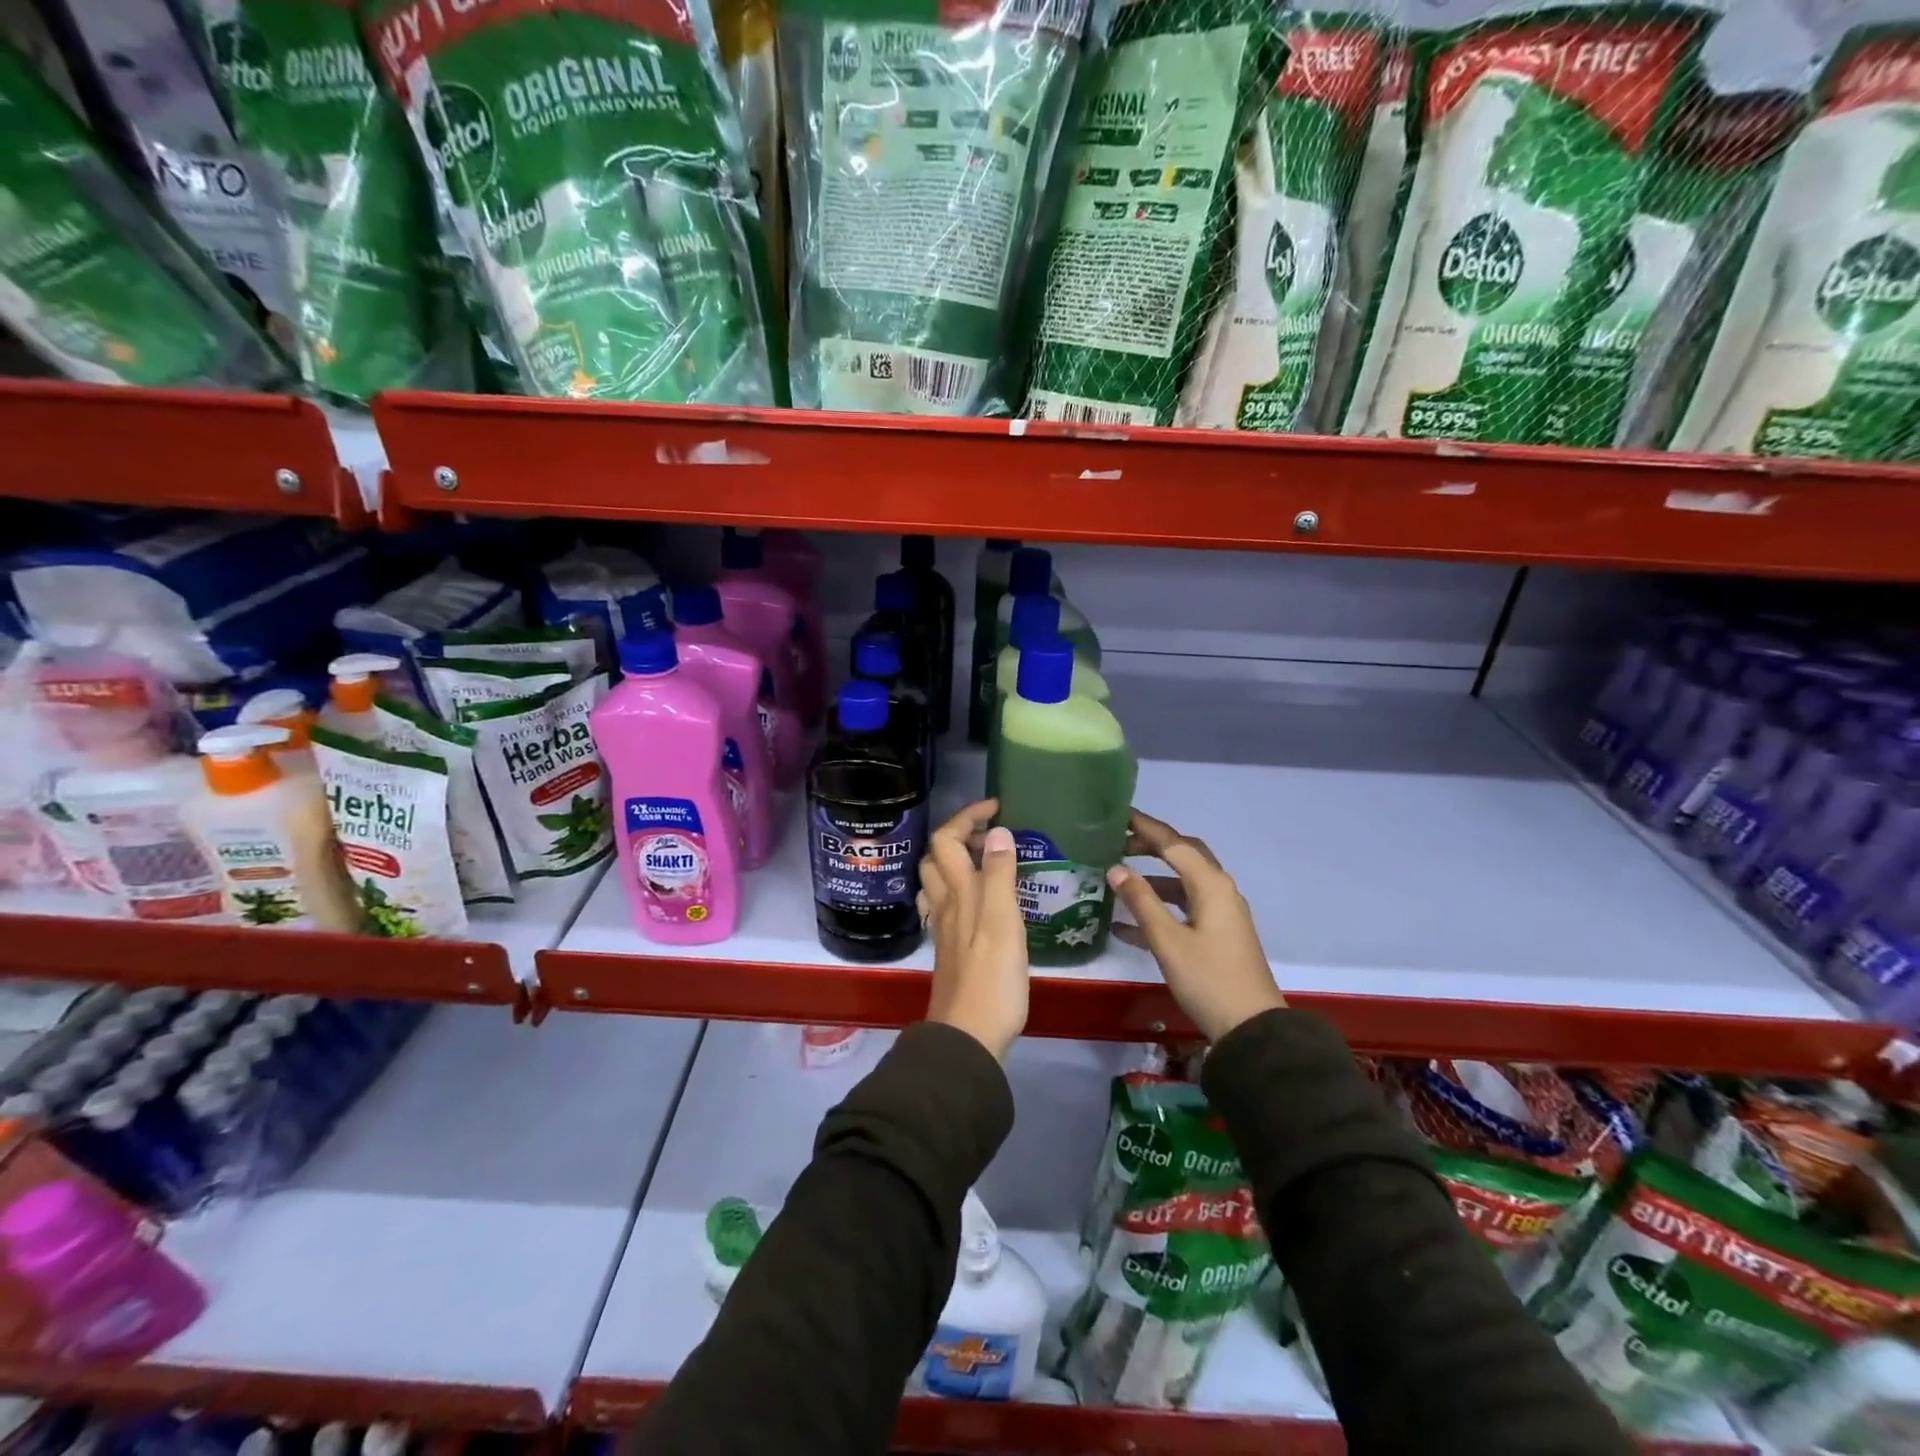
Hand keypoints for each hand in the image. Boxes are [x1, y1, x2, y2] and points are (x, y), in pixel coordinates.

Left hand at [918, 799, 1028, 1059]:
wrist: (969, 1035)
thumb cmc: (992, 978)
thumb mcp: (1004, 921)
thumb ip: (1000, 875)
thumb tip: (997, 831)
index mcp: (958, 892)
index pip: (948, 839)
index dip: (967, 816)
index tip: (996, 807)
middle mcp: (945, 905)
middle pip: (936, 857)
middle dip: (959, 835)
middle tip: (993, 835)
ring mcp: (945, 929)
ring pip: (938, 882)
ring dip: (956, 862)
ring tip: (988, 862)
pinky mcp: (951, 950)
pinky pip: (947, 906)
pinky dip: (960, 891)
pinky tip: (980, 903)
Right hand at [1108, 809, 1285, 1043]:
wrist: (1251, 1028)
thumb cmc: (1208, 979)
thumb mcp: (1168, 940)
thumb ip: (1141, 901)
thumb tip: (1115, 868)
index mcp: (1210, 884)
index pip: (1173, 843)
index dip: (1144, 827)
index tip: (1117, 814)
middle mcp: (1219, 890)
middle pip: (1182, 855)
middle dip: (1150, 845)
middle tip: (1116, 841)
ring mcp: (1220, 913)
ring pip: (1182, 882)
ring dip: (1152, 876)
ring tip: (1117, 875)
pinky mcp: (1217, 934)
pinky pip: (1184, 908)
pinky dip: (1159, 906)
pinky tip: (1125, 922)